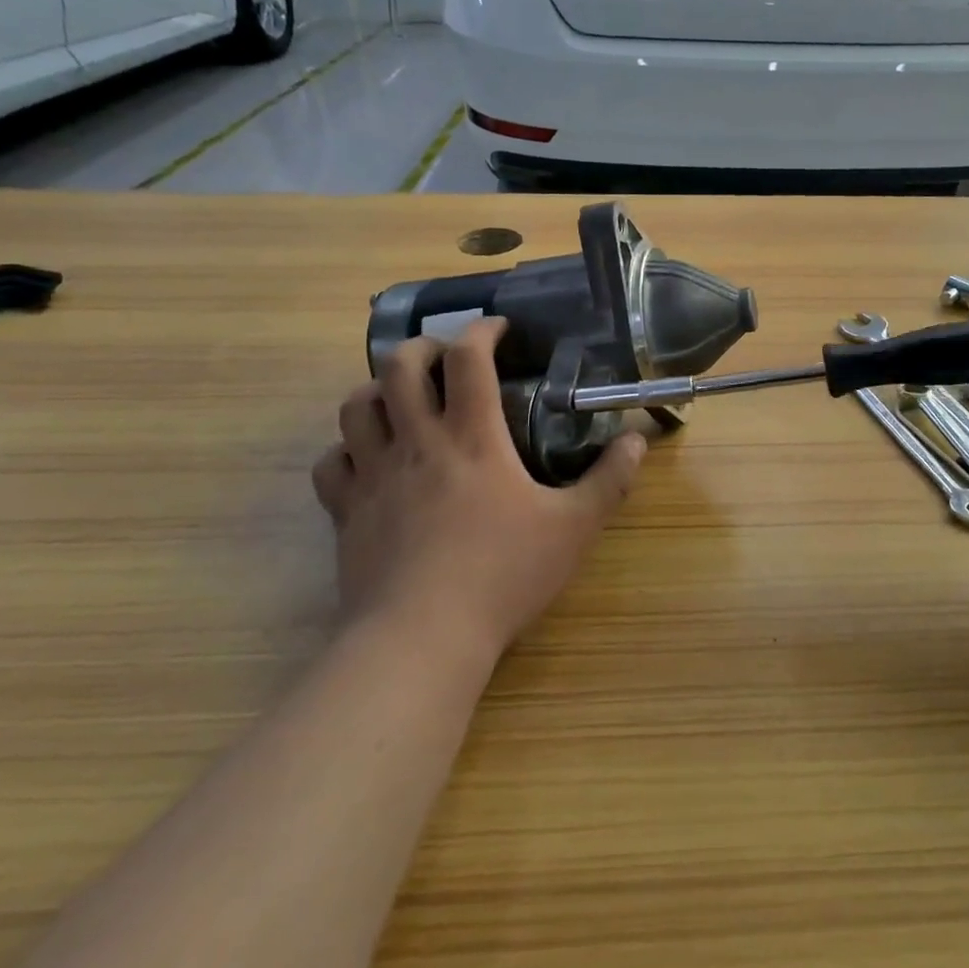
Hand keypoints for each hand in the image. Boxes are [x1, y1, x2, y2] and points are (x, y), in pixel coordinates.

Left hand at [311, 318, 646, 659]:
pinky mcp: (347, 512)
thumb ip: (609, 480)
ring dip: (377, 390)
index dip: (482, 330)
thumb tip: (637, 440)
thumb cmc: (502, 575)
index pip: (469, 358)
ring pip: (355, 406)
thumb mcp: (573, 528)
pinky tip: (367, 459)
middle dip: (421, 348)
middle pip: (398, 366)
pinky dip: (347, 449)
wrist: (421, 638)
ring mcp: (374, 475)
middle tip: (445, 359)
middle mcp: (417, 442)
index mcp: (472, 437)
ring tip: (402, 400)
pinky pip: (331, 463)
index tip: (499, 329)